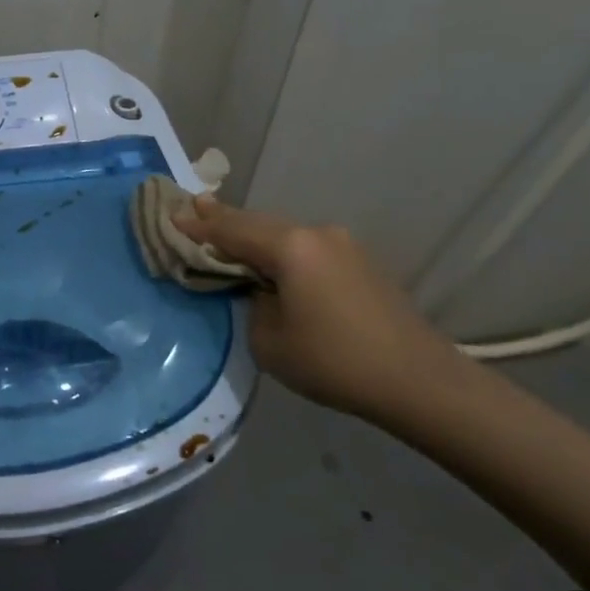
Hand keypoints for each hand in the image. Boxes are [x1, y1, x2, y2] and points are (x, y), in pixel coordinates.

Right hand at [173, 195, 473, 419]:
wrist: (417, 380)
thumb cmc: (333, 361)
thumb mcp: (269, 340)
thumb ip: (253, 304)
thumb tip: (263, 291)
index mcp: (291, 247)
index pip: (231, 230)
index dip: (199, 225)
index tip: (172, 215)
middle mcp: (317, 234)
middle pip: (258, 223)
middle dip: (224, 220)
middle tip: (194, 210)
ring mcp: (343, 246)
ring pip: (284, 234)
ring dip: (254, 236)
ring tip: (225, 232)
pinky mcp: (360, 264)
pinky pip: (306, 249)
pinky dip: (280, 251)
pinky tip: (270, 261)